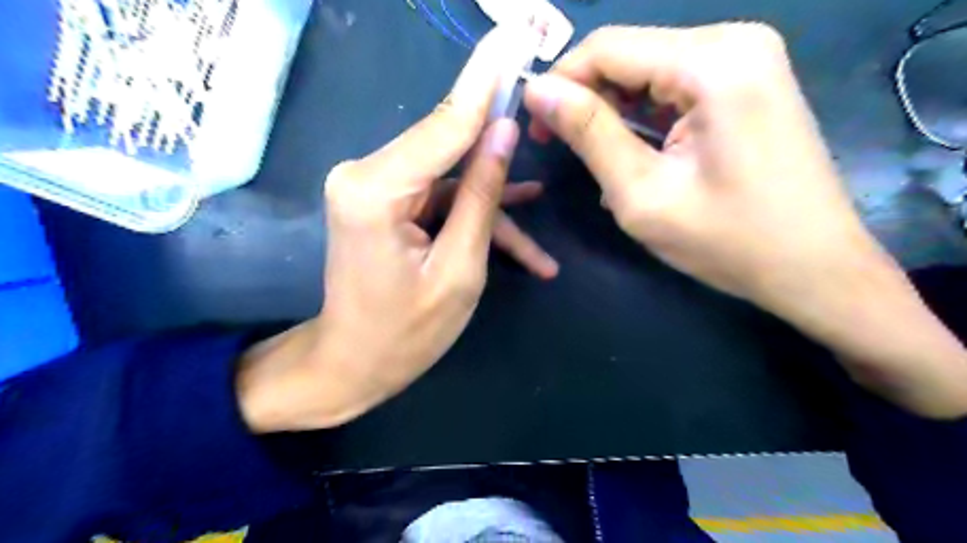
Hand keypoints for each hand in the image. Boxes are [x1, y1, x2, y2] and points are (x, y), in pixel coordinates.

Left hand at [237, 31, 558, 433]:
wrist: (353, 365)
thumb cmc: (406, 334)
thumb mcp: (459, 270)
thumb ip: (481, 196)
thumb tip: (502, 132)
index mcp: (377, 189)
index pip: (446, 121)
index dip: (488, 77)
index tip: (516, 31)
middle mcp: (368, 173)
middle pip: (448, 144)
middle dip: (498, 141)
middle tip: (543, 106)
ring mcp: (377, 187)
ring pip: (452, 179)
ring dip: (495, 206)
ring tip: (540, 232)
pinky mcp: (388, 203)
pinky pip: (441, 200)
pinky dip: (475, 219)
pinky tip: (521, 247)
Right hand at [527, 24, 889, 308]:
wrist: (814, 268)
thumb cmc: (728, 241)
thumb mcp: (641, 193)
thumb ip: (588, 133)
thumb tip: (537, 91)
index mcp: (713, 62)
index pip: (607, 47)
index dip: (560, 81)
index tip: (533, 126)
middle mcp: (734, 41)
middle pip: (629, 53)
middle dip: (585, 97)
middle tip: (559, 147)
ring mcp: (747, 59)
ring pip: (648, 69)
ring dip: (612, 110)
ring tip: (599, 160)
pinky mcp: (748, 82)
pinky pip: (674, 85)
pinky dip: (643, 116)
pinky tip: (635, 155)